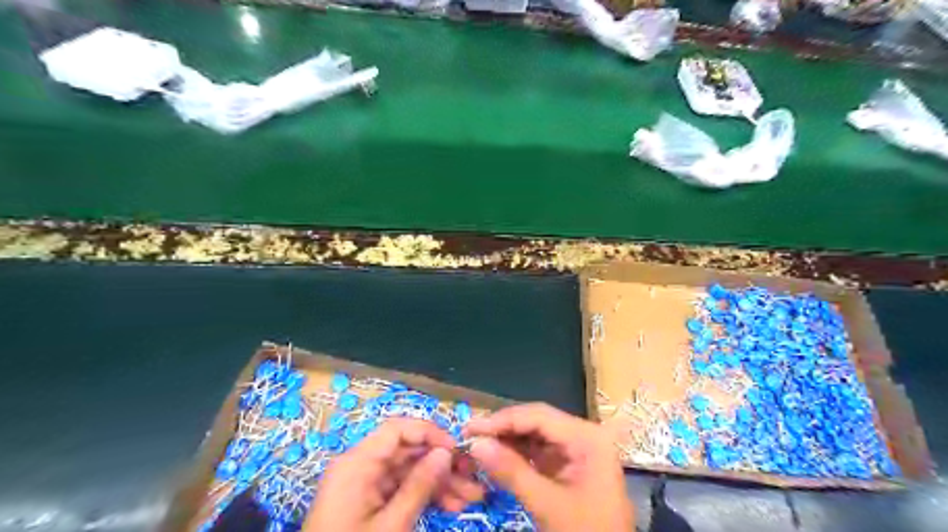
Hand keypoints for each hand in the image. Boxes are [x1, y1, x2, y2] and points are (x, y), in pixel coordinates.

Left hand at [304, 419, 483, 531]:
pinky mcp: (368, 501)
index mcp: (357, 463)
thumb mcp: (391, 526)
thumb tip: (445, 452)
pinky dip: (424, 495)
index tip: (457, 449)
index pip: (397, 429)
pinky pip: (400, 488)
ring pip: (408, 471)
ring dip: (438, 482)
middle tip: (472, 476)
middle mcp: (360, 466)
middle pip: (406, 451)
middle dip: (441, 463)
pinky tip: (450, 505)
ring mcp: (364, 484)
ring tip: (470, 497)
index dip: (429, 433)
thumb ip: (419, 486)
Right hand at [466, 403, 630, 530]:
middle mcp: (583, 435)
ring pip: (535, 434)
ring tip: (478, 444)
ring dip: (507, 439)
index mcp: (587, 437)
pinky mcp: (569, 465)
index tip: (470, 427)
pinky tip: (496, 456)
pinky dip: (517, 454)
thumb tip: (476, 445)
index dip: (502, 419)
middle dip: (503, 428)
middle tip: (470, 434)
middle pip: (537, 421)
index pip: (538, 416)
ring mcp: (577, 449)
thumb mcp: (548, 505)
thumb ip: (512, 472)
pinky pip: (538, 451)